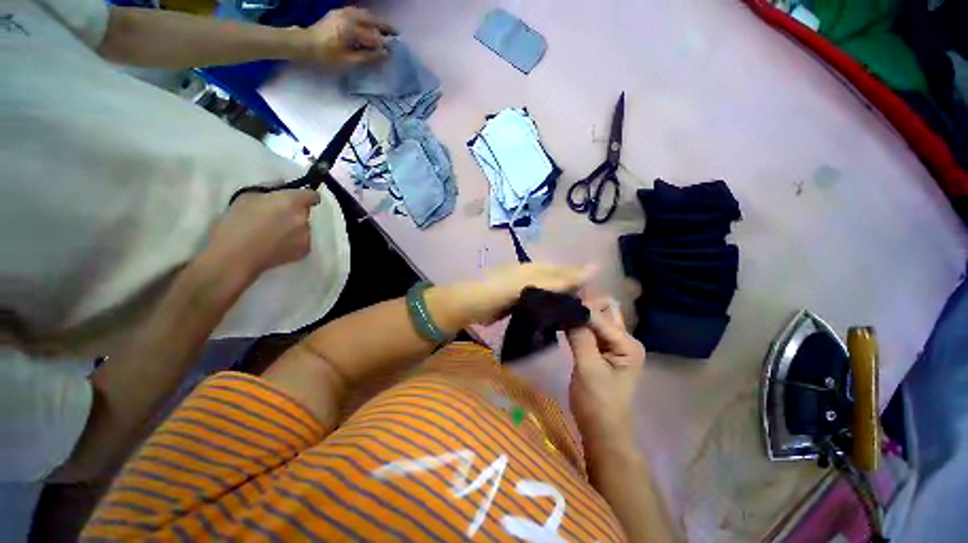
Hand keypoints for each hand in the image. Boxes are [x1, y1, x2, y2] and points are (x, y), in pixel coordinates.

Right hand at [206, 189, 319, 278]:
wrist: (235, 256)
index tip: (296, 198)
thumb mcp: (247, 197)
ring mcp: (307, 236)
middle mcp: (304, 218)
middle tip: (276, 218)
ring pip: (304, 227)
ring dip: (295, 227)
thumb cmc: (236, 223)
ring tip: (274, 234)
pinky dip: (294, 241)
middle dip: (295, 212)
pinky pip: (303, 241)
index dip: (306, 196)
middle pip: (305, 212)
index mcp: (292, 202)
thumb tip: (283, 184)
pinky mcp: (306, 250)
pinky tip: (277, 245)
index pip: (313, 195)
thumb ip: (270, 188)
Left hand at [297, 7, 396, 65]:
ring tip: (386, 29)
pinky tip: (371, 24)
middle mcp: (349, 17)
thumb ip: (368, 56)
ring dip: (377, 21)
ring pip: (365, 14)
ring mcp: (343, 13)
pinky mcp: (338, 13)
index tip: (393, 51)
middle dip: (384, 26)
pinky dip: (368, 18)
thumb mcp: (349, 61)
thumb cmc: (327, 56)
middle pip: (372, 20)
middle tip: (396, 33)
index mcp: (352, 29)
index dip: (384, 44)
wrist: (305, 44)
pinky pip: (358, 13)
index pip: (374, 36)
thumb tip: (384, 53)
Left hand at [450, 263, 595, 324]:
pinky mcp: (517, 304)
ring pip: (548, 296)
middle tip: (586, 312)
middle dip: (571, 295)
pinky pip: (537, 306)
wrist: (474, 304)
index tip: (595, 297)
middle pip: (557, 284)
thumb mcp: (535, 282)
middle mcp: (532, 277)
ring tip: (575, 319)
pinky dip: (546, 312)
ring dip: (559, 305)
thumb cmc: (504, 289)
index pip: (564, 271)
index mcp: (536, 268)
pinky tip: (555, 322)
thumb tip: (596, 267)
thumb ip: (562, 279)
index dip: (580, 280)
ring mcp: (524, 291)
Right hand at [567, 298, 645, 446]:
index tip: (559, 299)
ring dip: (578, 314)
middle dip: (582, 304)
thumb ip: (580, 338)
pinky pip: (589, 330)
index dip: (580, 308)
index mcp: (627, 344)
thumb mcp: (588, 369)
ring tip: (558, 306)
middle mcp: (623, 340)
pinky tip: (562, 321)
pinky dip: (576, 324)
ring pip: (594, 320)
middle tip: (559, 300)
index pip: (601, 317)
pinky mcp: (601, 350)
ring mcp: (613, 345)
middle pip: (603, 312)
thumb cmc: (598, 403)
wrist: (602, 431)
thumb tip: (569, 309)